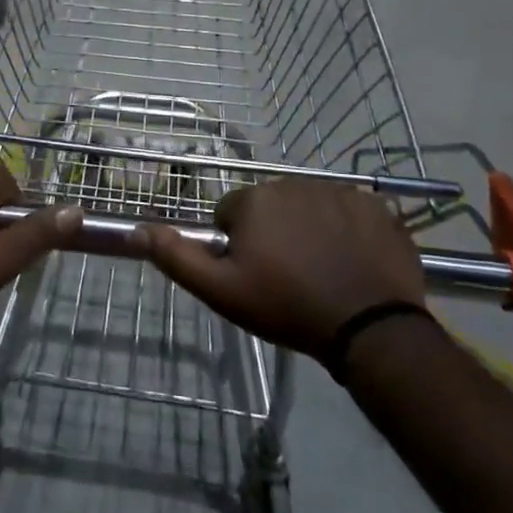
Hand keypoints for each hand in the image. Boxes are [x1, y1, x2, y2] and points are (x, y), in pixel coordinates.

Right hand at [138, 179, 425, 356]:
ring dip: (310, 230)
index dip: (239, 246)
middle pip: (272, 207)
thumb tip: (137, 229)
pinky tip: (353, 263)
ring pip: (309, 208)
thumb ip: (177, 257)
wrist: (370, 328)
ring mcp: (338, 192)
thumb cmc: (288, 308)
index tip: (256, 275)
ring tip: (323, 272)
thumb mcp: (223, 291)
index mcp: (254, 200)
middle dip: (274, 234)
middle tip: (288, 277)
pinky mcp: (375, 206)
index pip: (232, 214)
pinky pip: (349, 213)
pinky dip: (348, 232)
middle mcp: (293, 183)